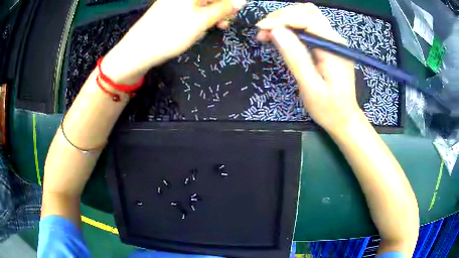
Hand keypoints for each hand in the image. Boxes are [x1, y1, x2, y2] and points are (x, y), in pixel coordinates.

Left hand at [103, 0, 245, 83]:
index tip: (236, 12)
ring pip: (201, 4)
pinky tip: (203, 27)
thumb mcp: (201, 21)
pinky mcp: (169, 11)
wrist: (137, 51)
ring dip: (213, 14)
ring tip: (219, 27)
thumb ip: (222, 9)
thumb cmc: (170, 33)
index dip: (228, 3)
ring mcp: (174, 2)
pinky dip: (200, 17)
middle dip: (222, 7)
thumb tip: (241, 1)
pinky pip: (191, 10)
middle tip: (227, 22)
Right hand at [256, 3, 361, 132]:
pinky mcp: (328, 45)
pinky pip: (309, 26)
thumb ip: (295, 57)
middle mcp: (335, 38)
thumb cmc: (329, 108)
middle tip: (263, 31)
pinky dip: (292, 26)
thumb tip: (276, 31)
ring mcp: (332, 40)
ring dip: (286, 19)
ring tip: (269, 32)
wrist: (344, 119)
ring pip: (307, 15)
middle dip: (282, 16)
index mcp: (334, 47)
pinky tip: (282, 36)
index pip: (306, 19)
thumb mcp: (310, 87)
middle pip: (307, 12)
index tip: (260, 28)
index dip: (281, 19)